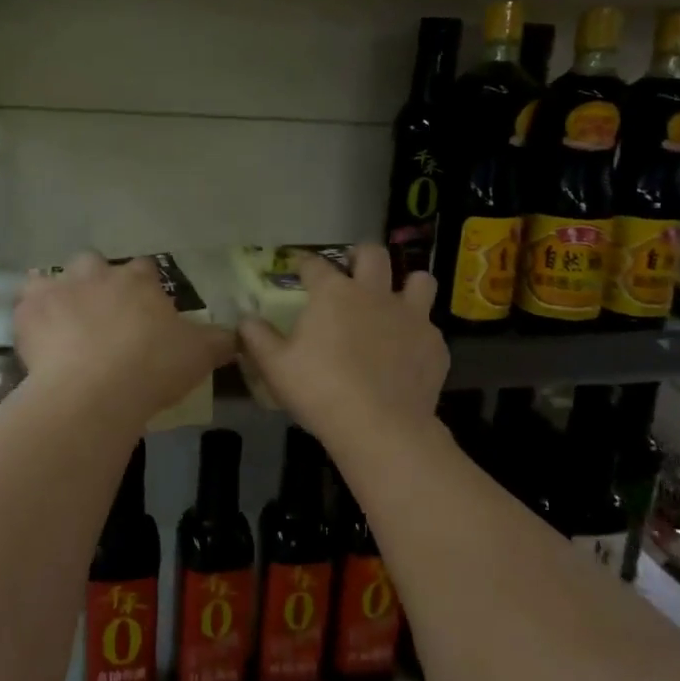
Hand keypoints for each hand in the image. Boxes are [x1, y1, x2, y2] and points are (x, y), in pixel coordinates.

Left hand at [15, 255, 234, 428]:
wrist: (95, 391)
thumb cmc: (153, 366)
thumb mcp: (199, 355)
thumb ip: (218, 340)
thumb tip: (237, 334)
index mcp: (138, 281)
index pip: (145, 269)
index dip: (145, 286)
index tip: (147, 309)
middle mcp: (97, 275)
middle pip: (93, 264)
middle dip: (96, 281)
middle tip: (102, 316)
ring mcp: (58, 290)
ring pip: (52, 279)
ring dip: (58, 294)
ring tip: (63, 323)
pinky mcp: (28, 314)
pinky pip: (24, 306)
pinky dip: (30, 318)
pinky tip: (36, 339)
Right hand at [238, 245, 448, 454]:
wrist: (379, 426)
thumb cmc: (320, 390)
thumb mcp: (275, 367)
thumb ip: (257, 337)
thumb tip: (245, 319)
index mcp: (333, 293)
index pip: (315, 264)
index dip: (304, 265)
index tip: (299, 271)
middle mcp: (374, 293)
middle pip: (373, 254)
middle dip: (361, 257)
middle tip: (352, 274)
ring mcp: (411, 316)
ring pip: (420, 281)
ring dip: (408, 285)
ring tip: (395, 303)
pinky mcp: (434, 344)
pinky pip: (430, 327)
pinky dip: (418, 334)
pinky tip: (407, 354)